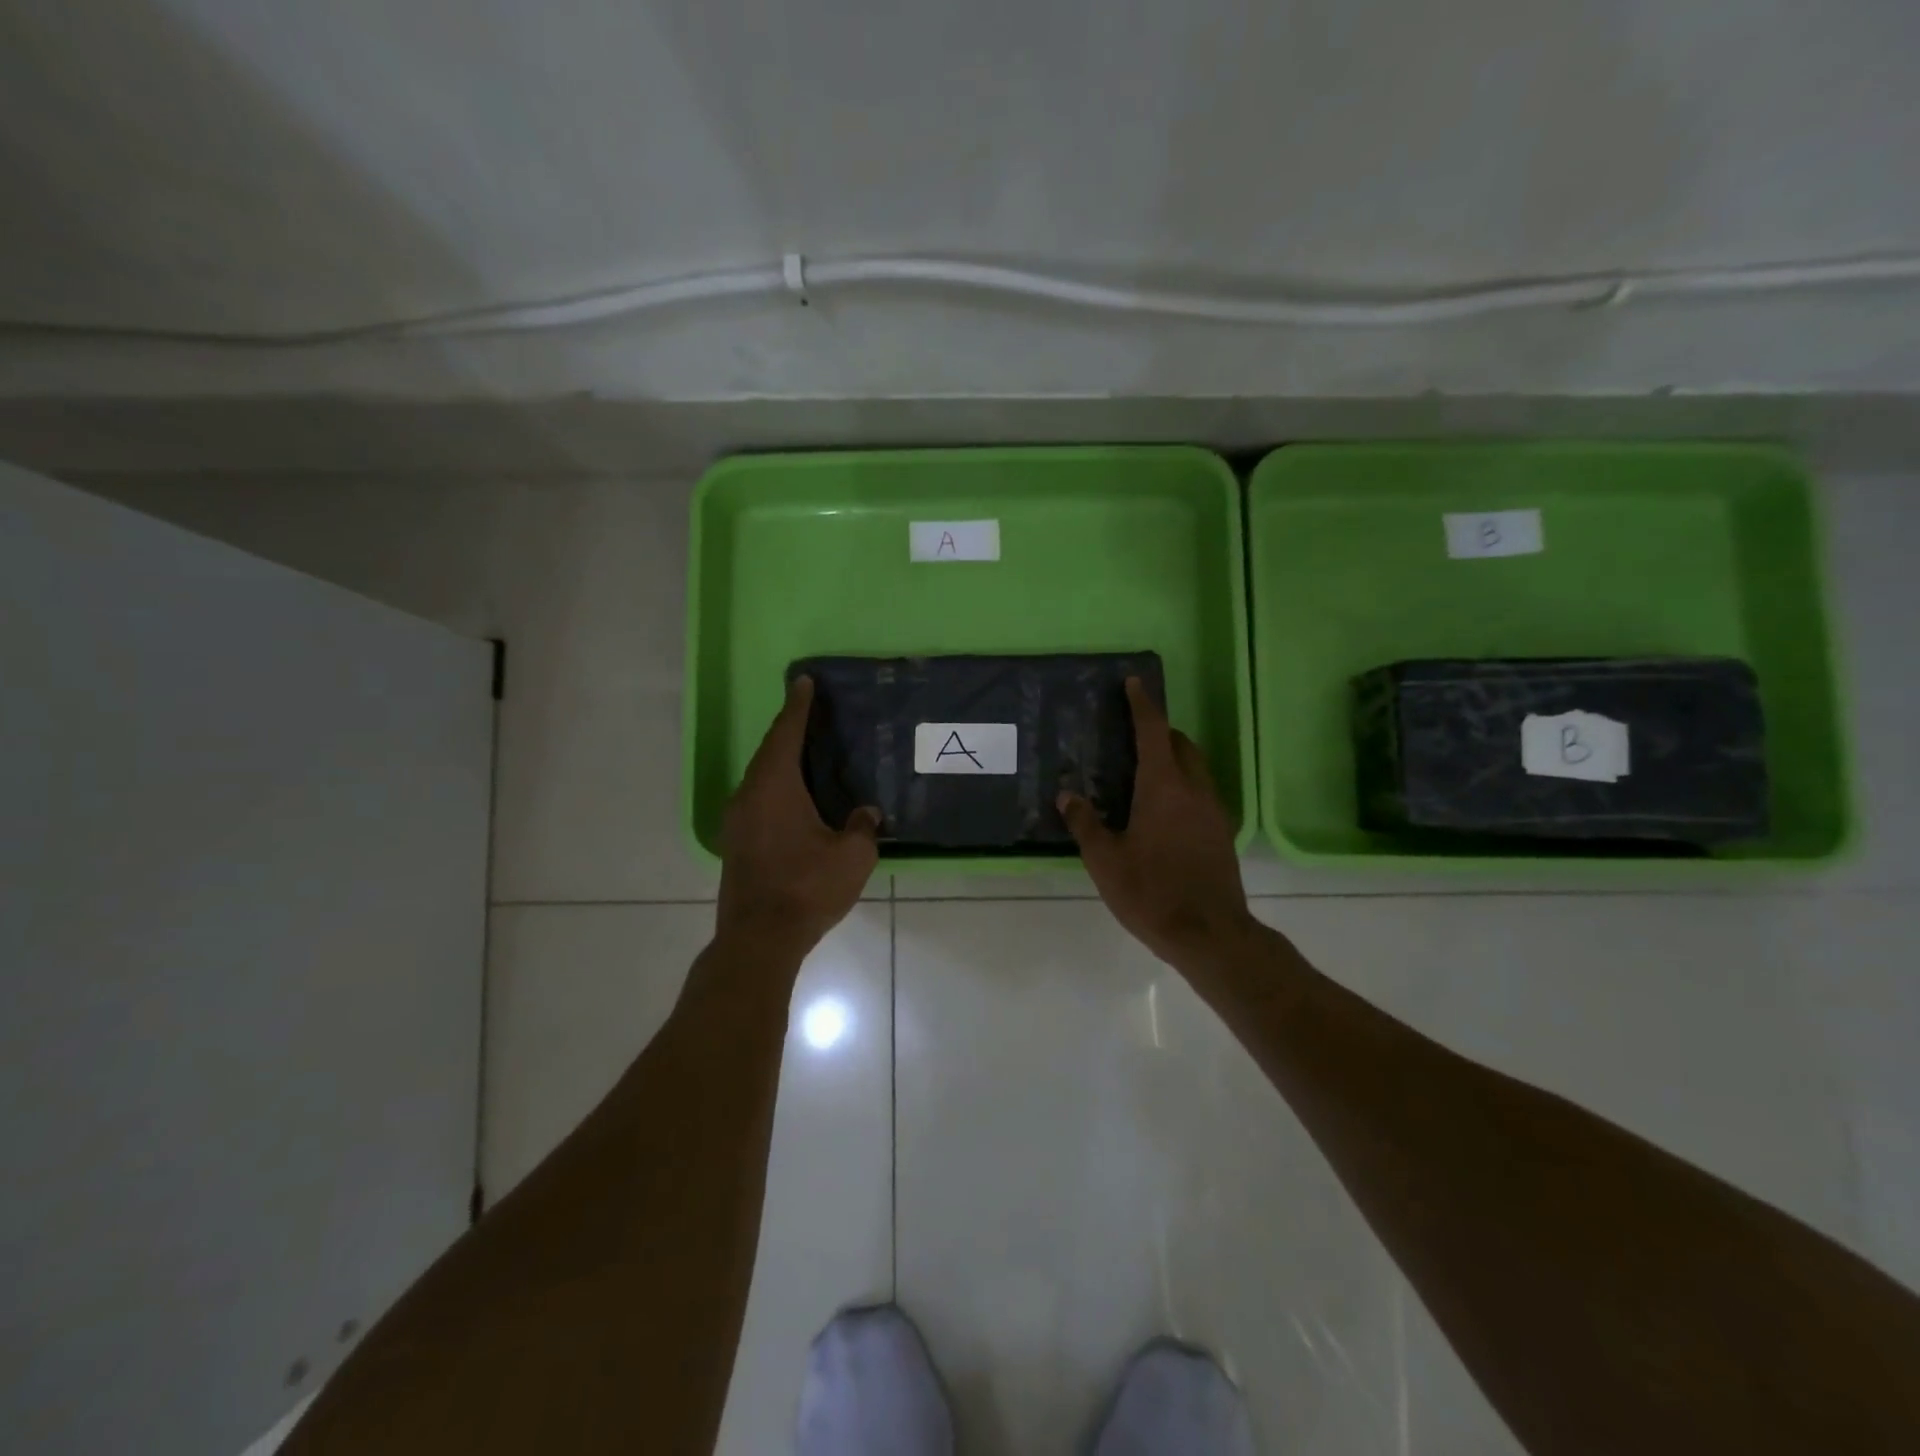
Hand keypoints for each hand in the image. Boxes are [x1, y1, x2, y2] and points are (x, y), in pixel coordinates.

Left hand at [716, 676, 879, 962]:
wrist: (759, 939)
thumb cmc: (807, 888)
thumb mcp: (852, 855)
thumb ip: (862, 826)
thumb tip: (865, 813)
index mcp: (775, 786)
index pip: (786, 734)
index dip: (798, 707)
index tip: (804, 682)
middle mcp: (749, 795)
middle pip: (769, 752)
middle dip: (789, 730)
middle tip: (811, 714)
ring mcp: (737, 821)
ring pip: (761, 778)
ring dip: (782, 761)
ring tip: (807, 753)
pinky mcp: (737, 844)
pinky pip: (758, 800)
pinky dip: (777, 788)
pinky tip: (796, 799)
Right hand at [1059, 678, 1255, 969]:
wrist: (1210, 934)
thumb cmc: (1152, 892)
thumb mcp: (1106, 860)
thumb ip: (1085, 823)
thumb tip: (1068, 795)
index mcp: (1163, 786)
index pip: (1153, 731)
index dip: (1142, 705)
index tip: (1134, 683)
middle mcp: (1193, 789)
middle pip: (1180, 745)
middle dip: (1159, 732)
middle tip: (1132, 735)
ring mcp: (1213, 811)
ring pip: (1195, 769)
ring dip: (1173, 759)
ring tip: (1144, 772)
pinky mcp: (1222, 833)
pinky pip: (1201, 793)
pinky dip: (1182, 785)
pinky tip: (1162, 811)